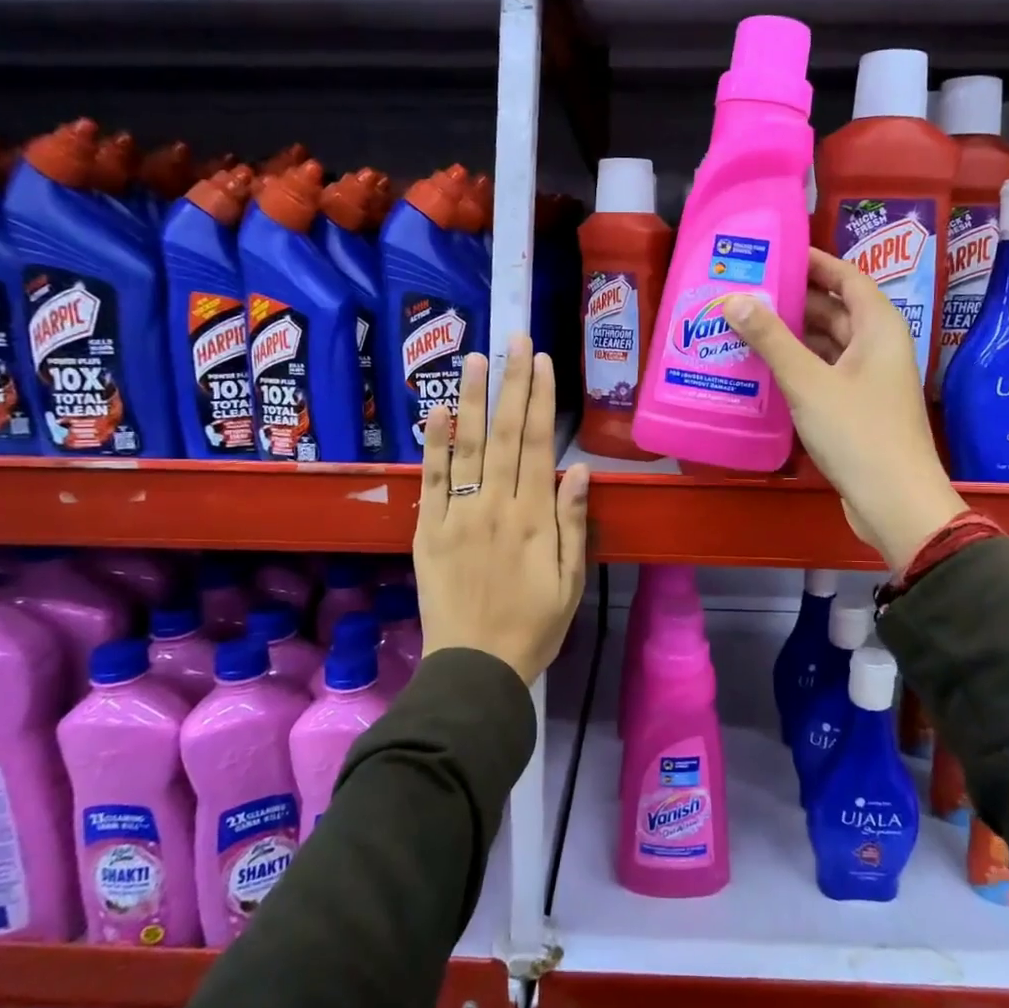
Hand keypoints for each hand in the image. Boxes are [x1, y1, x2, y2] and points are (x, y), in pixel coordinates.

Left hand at [414, 336, 590, 684]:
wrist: (474, 667)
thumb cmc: (533, 626)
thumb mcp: (570, 581)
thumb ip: (573, 523)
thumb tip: (579, 470)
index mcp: (534, 518)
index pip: (538, 445)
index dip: (540, 400)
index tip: (541, 361)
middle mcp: (495, 506)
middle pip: (505, 435)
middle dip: (511, 383)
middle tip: (513, 339)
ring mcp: (458, 516)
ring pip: (467, 447)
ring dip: (472, 400)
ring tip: (475, 359)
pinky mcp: (429, 530)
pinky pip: (432, 481)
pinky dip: (434, 445)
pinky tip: (437, 412)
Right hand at [724, 249, 964, 575]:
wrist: (894, 502)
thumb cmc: (857, 432)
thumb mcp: (808, 382)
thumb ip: (771, 339)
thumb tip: (735, 298)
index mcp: (878, 327)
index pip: (847, 277)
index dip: (814, 263)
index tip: (775, 254)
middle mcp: (877, 347)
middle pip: (834, 311)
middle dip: (792, 301)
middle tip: (745, 292)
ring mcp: (869, 380)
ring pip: (826, 345)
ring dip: (791, 337)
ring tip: (743, 327)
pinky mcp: (857, 409)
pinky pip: (824, 374)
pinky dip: (797, 368)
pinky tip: (762, 370)